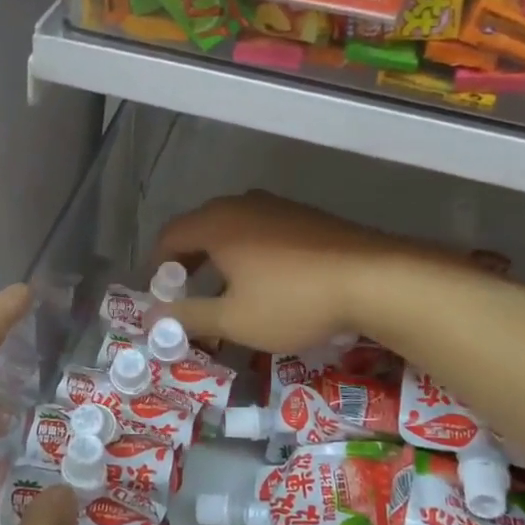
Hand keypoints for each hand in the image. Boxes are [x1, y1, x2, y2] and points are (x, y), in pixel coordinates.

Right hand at [154, 192, 410, 353]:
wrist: (373, 278)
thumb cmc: (292, 300)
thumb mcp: (234, 319)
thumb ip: (188, 317)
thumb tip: (152, 318)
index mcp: (216, 223)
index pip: (169, 236)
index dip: (157, 266)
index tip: (161, 295)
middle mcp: (241, 205)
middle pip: (199, 228)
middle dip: (188, 263)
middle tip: (189, 297)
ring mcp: (276, 206)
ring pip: (232, 229)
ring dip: (220, 258)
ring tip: (227, 292)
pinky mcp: (304, 216)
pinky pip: (261, 230)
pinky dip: (249, 253)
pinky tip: (267, 281)